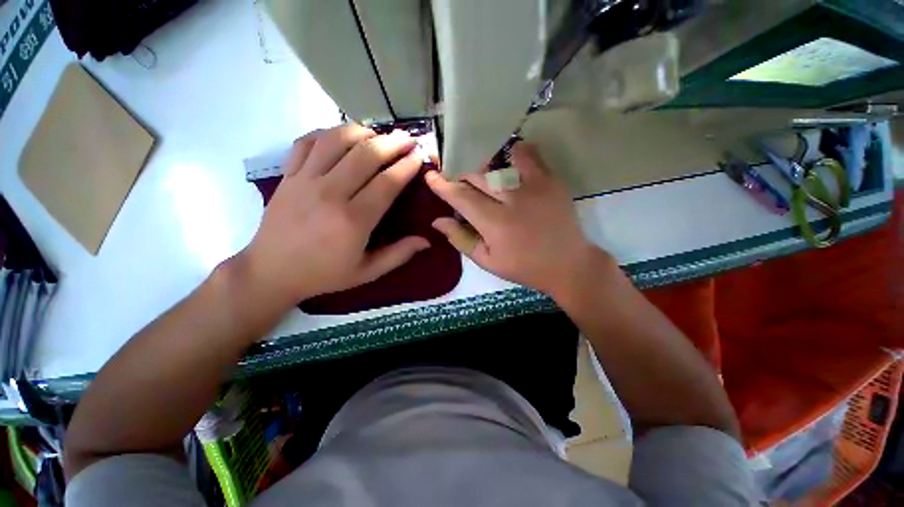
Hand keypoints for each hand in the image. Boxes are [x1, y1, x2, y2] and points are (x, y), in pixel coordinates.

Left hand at [238, 125, 429, 307]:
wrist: (271, 271)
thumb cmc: (324, 274)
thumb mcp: (367, 272)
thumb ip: (398, 255)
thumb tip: (426, 241)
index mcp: (354, 220)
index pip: (387, 183)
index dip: (407, 166)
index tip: (419, 156)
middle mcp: (330, 194)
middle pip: (366, 155)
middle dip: (392, 143)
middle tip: (407, 139)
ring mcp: (305, 180)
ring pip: (337, 140)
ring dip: (362, 132)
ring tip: (377, 134)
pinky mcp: (288, 175)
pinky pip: (308, 142)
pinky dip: (328, 134)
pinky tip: (342, 138)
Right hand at [425, 143, 608, 297]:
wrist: (568, 263)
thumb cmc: (524, 267)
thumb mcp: (488, 261)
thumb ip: (461, 239)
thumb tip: (437, 221)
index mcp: (495, 223)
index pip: (461, 197)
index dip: (443, 185)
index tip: (430, 176)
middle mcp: (512, 199)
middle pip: (476, 177)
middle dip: (459, 175)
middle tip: (452, 177)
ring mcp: (533, 186)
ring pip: (497, 164)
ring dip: (481, 166)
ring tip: (475, 172)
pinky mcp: (550, 180)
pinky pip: (528, 155)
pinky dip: (513, 153)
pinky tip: (506, 159)